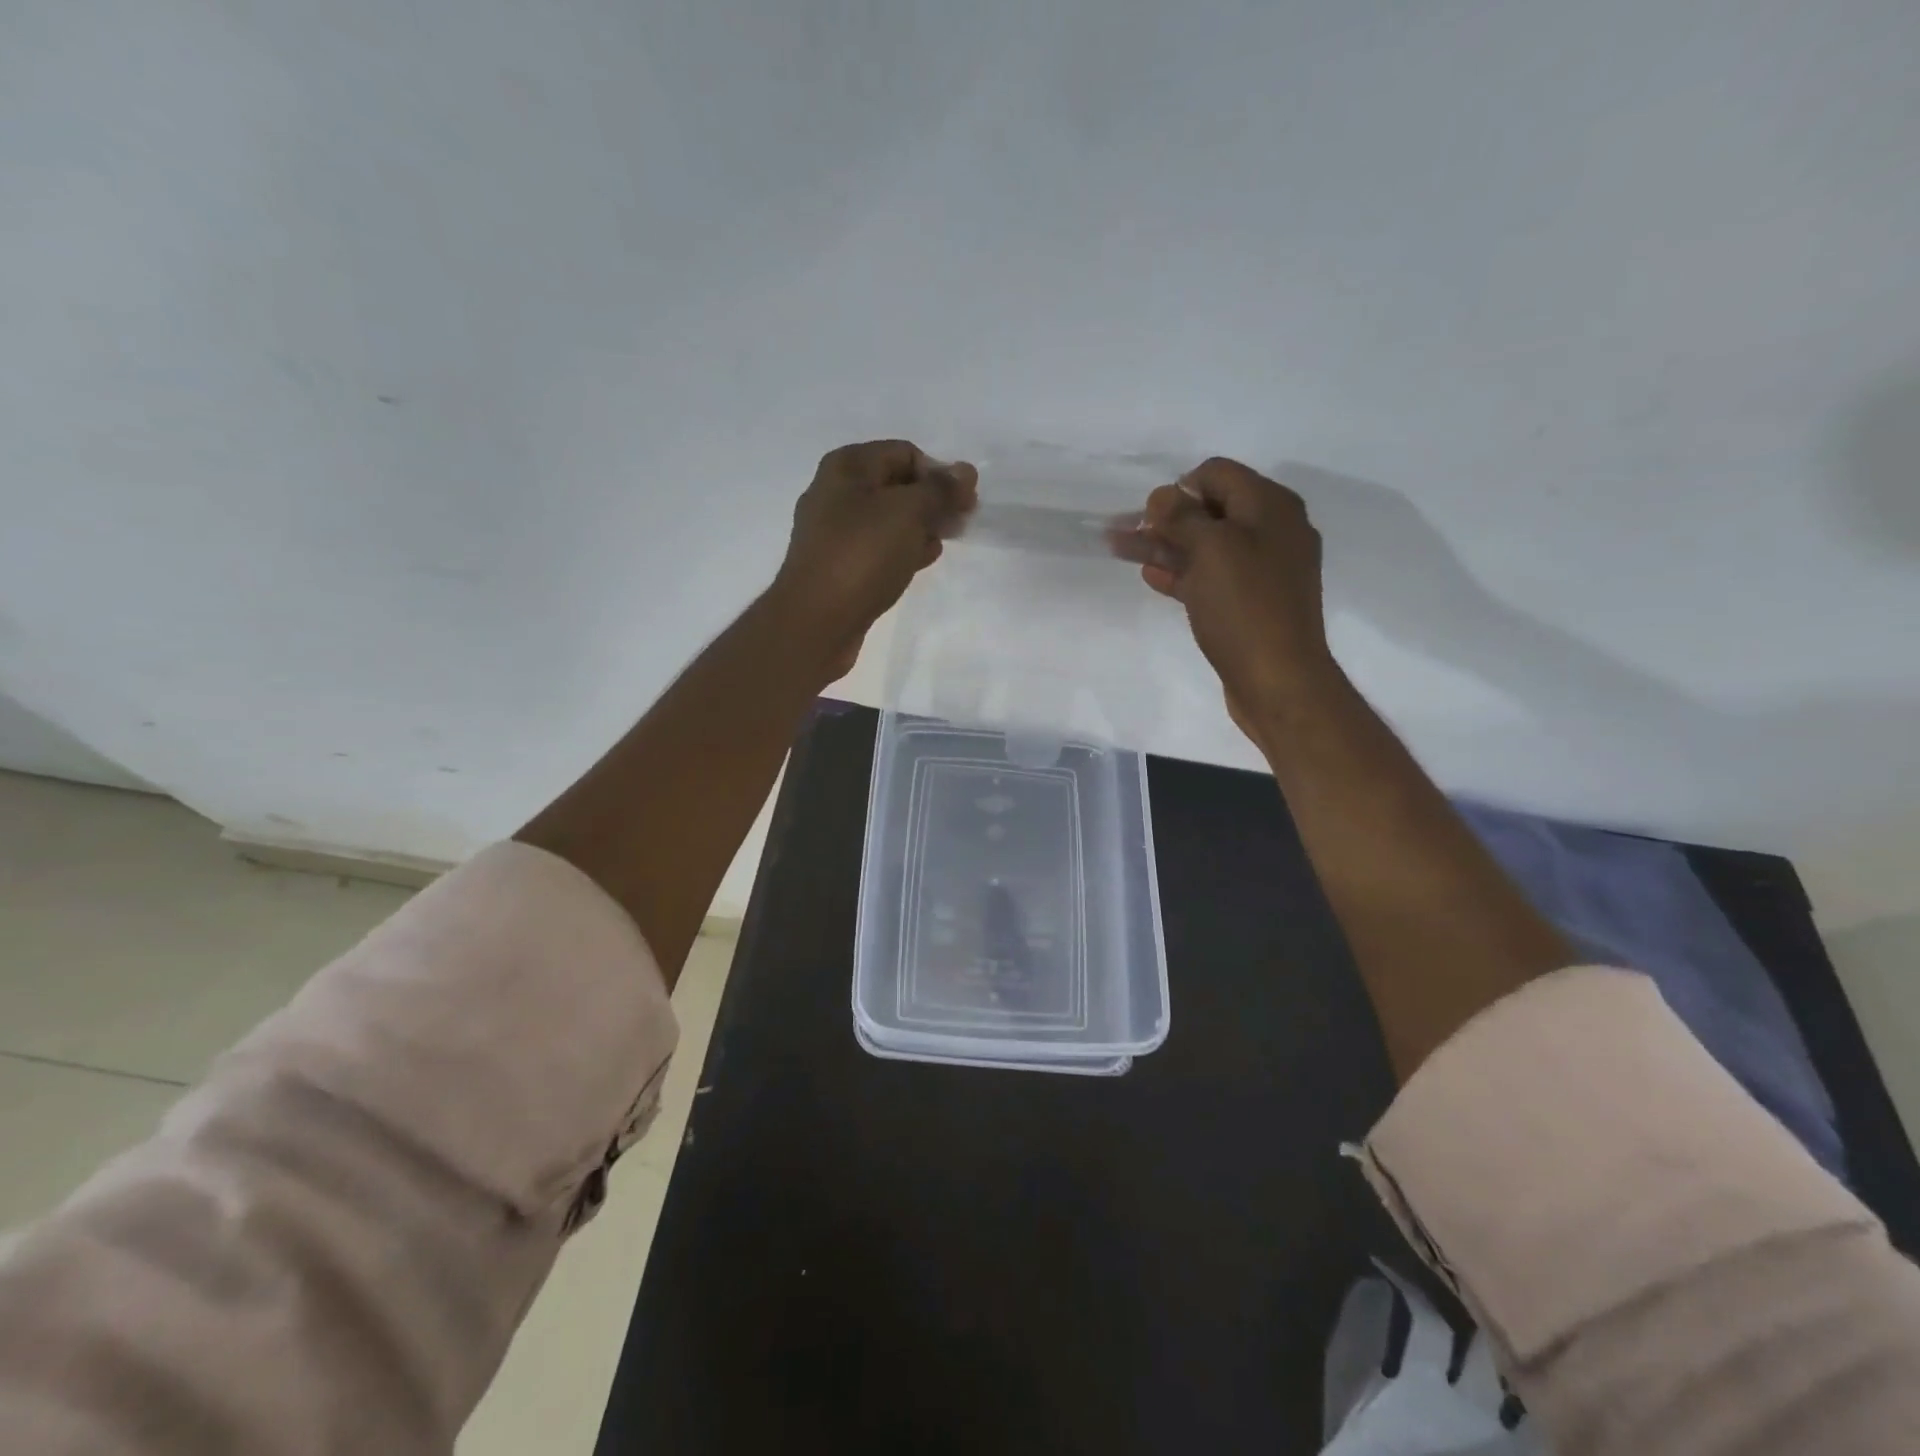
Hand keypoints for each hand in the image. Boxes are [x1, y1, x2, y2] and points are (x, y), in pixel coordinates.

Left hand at [772, 440, 977, 680]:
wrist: (816, 621)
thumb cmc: (862, 555)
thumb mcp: (908, 512)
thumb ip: (940, 490)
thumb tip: (965, 471)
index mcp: (847, 466)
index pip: (905, 453)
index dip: (939, 473)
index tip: (965, 503)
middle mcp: (836, 492)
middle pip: (897, 485)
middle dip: (932, 501)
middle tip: (961, 524)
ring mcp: (834, 532)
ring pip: (889, 519)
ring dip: (920, 527)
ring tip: (942, 544)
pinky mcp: (839, 565)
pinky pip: (878, 548)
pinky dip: (902, 550)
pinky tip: (919, 563)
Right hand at [1119, 457, 1334, 737]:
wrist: (1278, 679)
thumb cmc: (1245, 607)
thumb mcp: (1211, 550)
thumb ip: (1182, 516)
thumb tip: (1162, 495)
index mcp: (1272, 507)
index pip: (1218, 474)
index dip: (1179, 487)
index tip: (1148, 513)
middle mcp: (1273, 531)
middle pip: (1210, 511)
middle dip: (1165, 519)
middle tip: (1124, 531)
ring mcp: (1263, 570)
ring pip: (1206, 547)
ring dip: (1166, 546)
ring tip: (1123, 551)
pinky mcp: (1251, 603)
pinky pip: (1212, 578)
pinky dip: (1182, 574)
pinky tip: (1153, 578)